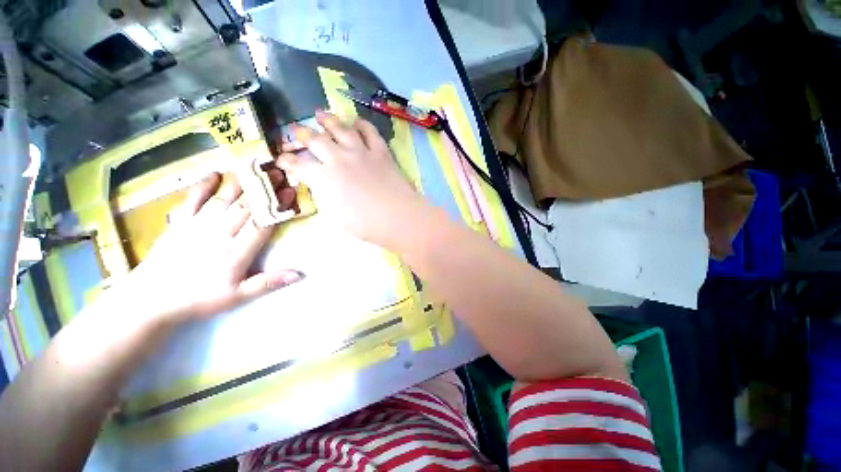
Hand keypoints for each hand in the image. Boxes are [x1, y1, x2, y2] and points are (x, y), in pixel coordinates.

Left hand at [120, 171, 302, 324]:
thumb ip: (268, 282)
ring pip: (224, 199)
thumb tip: (299, 274)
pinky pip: (192, 200)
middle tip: (278, 172)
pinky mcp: (179, 223)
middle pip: (245, 207)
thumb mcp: (237, 297)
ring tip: (255, 168)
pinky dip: (202, 186)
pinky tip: (214, 174)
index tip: (289, 190)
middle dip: (263, 189)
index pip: (261, 224)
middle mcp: (218, 234)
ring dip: (241, 183)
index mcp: (235, 253)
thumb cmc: (198, 299)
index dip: (277, 206)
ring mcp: (197, 226)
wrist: (150, 299)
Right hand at [277, 110, 427, 246]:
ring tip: (319, 114)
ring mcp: (361, 152)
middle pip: (315, 139)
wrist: (397, 217)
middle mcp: (338, 159)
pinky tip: (357, 121)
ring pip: (340, 129)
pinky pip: (370, 132)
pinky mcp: (380, 152)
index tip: (281, 159)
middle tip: (295, 130)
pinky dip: (362, 124)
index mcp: (324, 178)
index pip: (298, 165)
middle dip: (301, 133)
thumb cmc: (365, 224)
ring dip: (328, 119)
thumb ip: (324, 197)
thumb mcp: (334, 217)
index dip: (287, 161)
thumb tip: (319, 185)